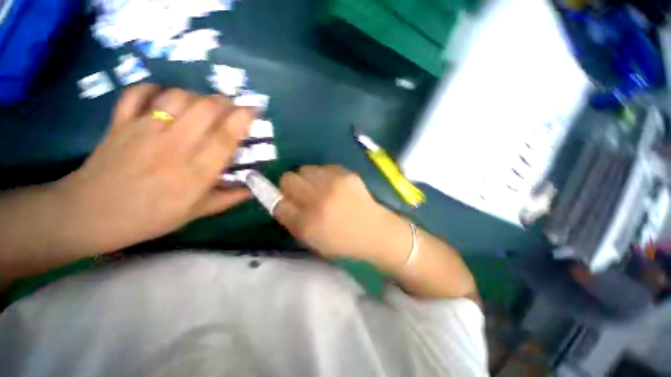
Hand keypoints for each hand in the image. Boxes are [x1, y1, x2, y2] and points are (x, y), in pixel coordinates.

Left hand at [55, 84, 253, 253]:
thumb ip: (229, 198)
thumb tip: (254, 190)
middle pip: (206, 107)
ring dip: (197, 96)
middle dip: (225, 102)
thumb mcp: (197, 212)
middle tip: (231, 110)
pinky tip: (165, 99)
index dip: (244, 118)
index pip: (226, 136)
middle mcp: (175, 145)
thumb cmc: (151, 217)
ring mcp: (144, 129)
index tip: (254, 110)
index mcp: (197, 171)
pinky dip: (156, 89)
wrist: (91, 214)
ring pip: (178, 96)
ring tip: (202, 107)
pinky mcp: (121, 122)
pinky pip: (139, 92)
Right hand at [274, 165, 401, 259]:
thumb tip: (280, 203)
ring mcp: (333, 183)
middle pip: (287, 178)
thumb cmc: (343, 241)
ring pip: (304, 169)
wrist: (374, 231)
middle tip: (300, 194)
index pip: (278, 203)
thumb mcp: (312, 240)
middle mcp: (318, 199)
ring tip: (317, 188)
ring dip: (306, 179)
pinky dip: (322, 176)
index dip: (278, 201)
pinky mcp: (346, 173)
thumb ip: (292, 221)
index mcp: (308, 223)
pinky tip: (332, 186)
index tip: (285, 201)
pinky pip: (323, 168)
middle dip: (289, 186)